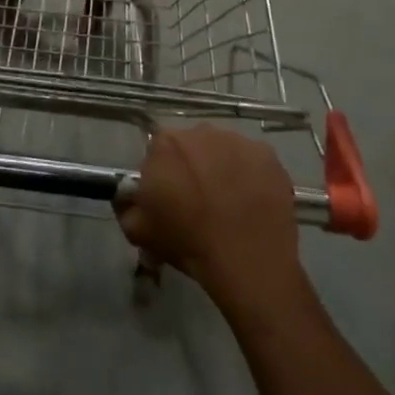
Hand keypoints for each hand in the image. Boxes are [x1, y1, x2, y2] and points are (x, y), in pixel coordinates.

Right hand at [116, 127, 300, 302]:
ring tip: (229, 203)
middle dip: (192, 166)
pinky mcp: (268, 156)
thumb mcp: (138, 230)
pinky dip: (251, 176)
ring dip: (222, 168)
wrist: (247, 263)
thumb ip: (125, 204)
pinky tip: (252, 203)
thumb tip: (130, 194)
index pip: (158, 150)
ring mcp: (239, 141)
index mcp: (166, 143)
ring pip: (224, 150)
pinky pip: (253, 161)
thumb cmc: (188, 243)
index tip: (170, 197)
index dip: (163, 173)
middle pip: (192, 145)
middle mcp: (202, 131)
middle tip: (199, 201)